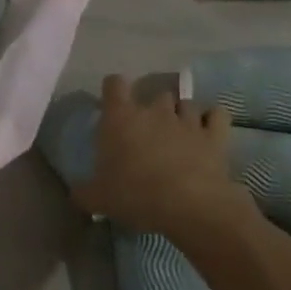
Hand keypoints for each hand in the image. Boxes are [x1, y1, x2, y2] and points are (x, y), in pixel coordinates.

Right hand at [73, 75, 254, 238]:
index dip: (113, 90)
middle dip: (152, 108)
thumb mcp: (99, 199)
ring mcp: (187, 119)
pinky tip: (208, 131)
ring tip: (179, 134)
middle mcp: (154, 110)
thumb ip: (83, 192)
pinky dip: (212, 119)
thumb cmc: (136, 195)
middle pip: (154, 93)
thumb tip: (74, 194)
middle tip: (148, 131)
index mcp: (121, 118)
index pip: (114, 84)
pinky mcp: (215, 134)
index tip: (113, 106)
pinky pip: (216, 114)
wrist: (190, 205)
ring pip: (185, 103)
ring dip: (181, 114)